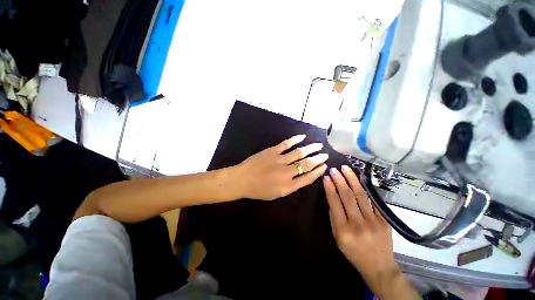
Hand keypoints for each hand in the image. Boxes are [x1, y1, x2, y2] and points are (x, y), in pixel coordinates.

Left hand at [235, 134, 327, 199]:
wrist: (241, 180)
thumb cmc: (257, 190)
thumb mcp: (276, 194)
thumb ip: (290, 186)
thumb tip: (301, 177)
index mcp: (288, 186)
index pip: (308, 178)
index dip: (318, 171)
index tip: (324, 166)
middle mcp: (286, 172)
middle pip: (306, 164)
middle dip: (318, 159)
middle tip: (325, 154)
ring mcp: (279, 160)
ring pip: (299, 152)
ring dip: (310, 148)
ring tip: (318, 145)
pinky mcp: (272, 151)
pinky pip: (286, 144)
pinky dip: (295, 139)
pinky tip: (302, 137)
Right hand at [324, 166, 418, 299]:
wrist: (379, 266)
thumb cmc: (354, 252)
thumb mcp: (337, 238)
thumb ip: (334, 218)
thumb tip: (332, 197)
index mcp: (343, 230)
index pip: (335, 203)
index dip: (330, 188)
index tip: (326, 178)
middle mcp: (358, 224)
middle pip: (347, 196)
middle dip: (339, 180)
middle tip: (334, 169)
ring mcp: (373, 221)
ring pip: (360, 195)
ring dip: (351, 179)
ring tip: (345, 168)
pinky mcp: (384, 220)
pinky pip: (372, 200)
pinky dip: (365, 188)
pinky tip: (359, 178)